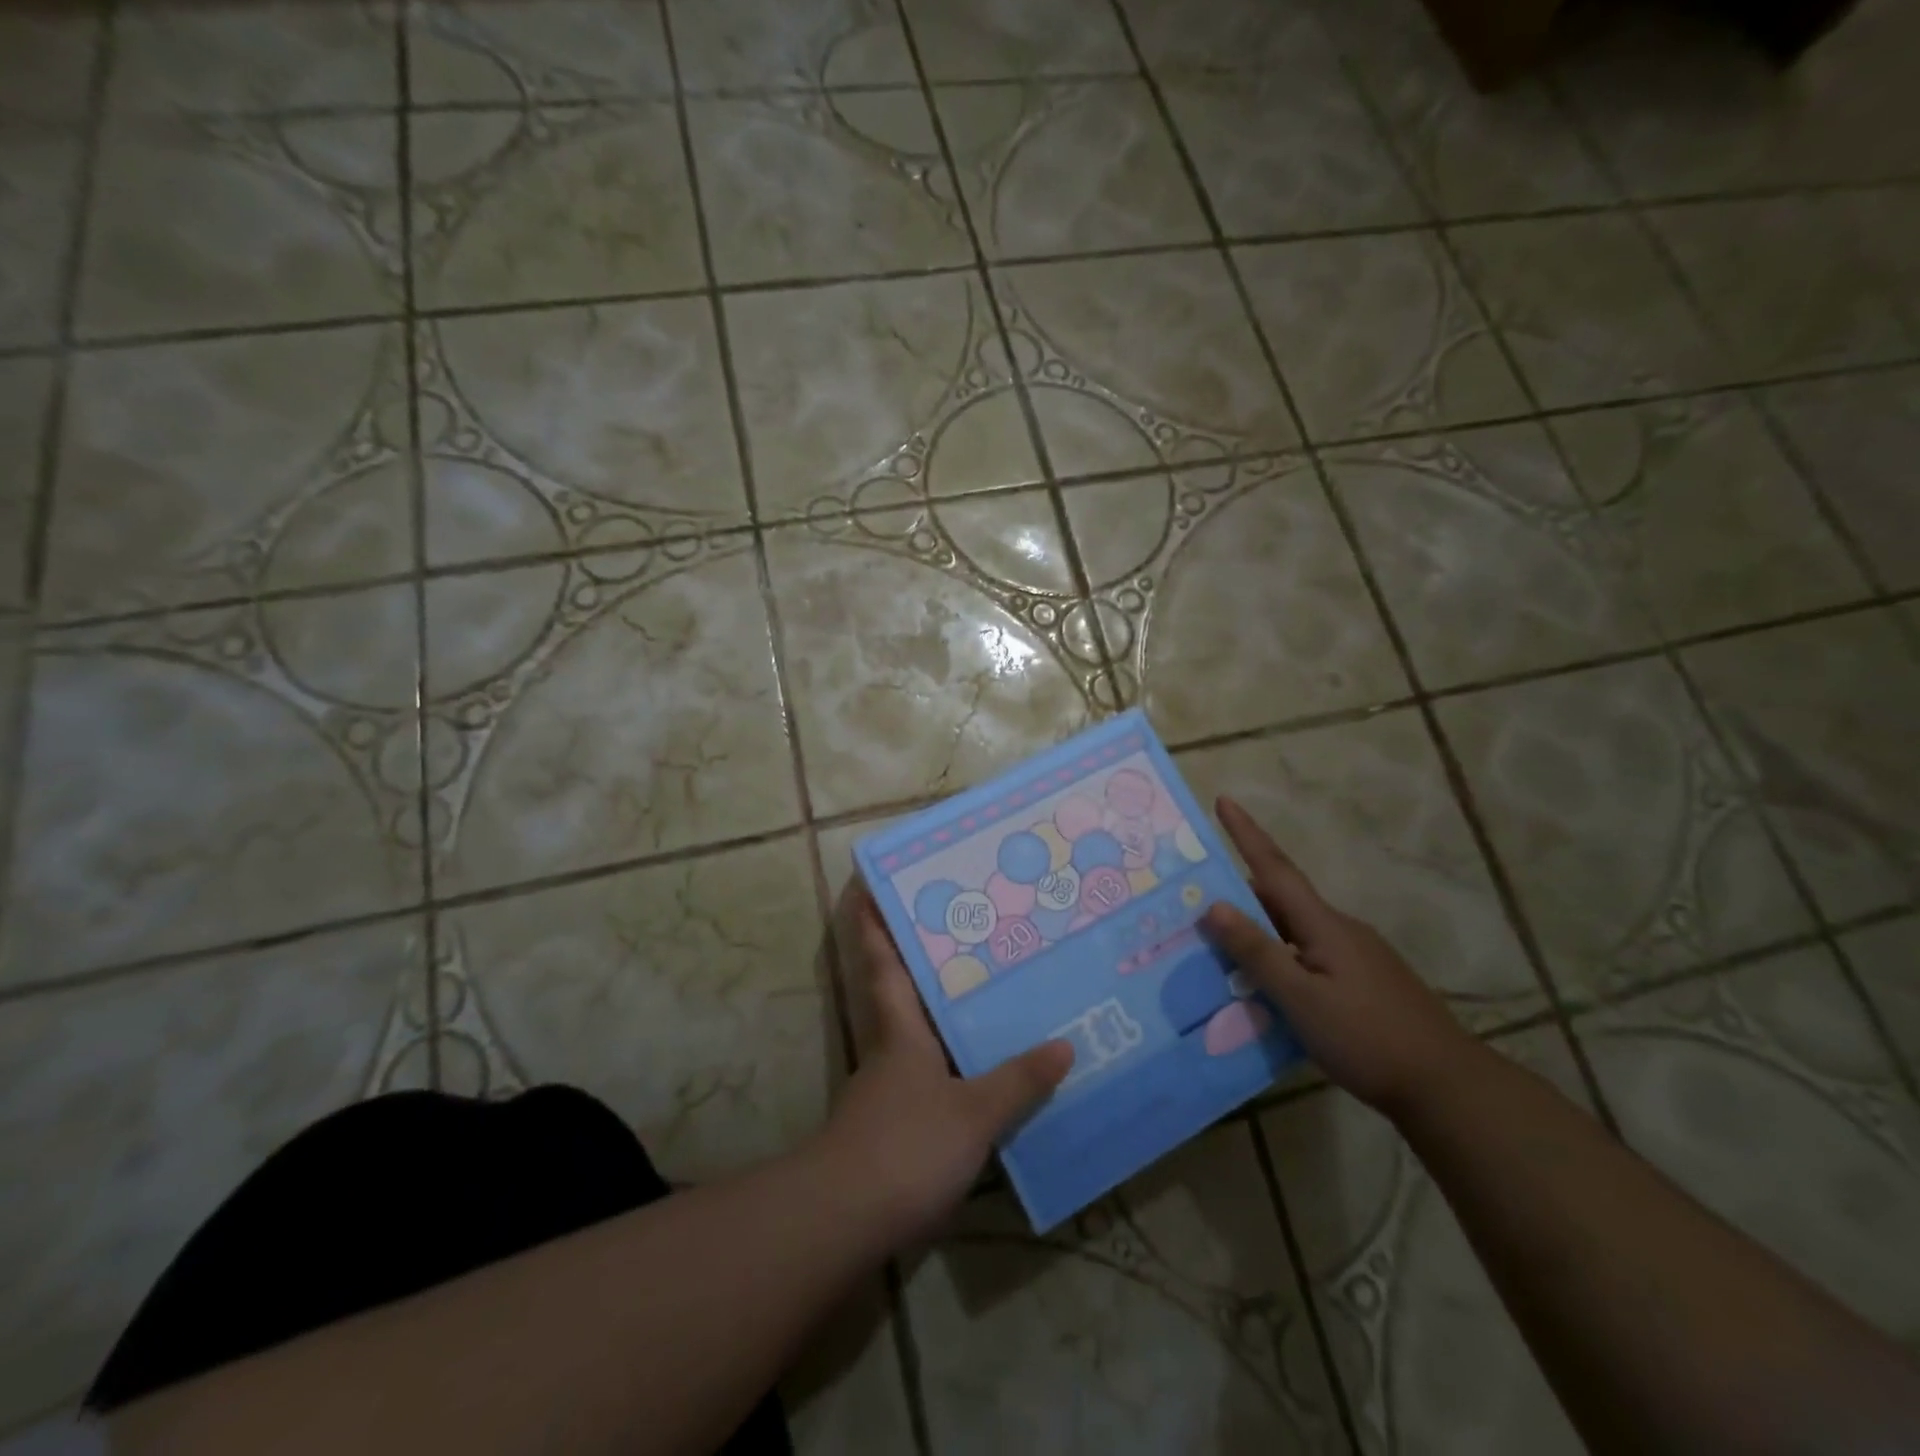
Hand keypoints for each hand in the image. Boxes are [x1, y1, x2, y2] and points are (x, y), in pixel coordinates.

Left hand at [819, 892, 1072, 1248]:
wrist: (847, 1221)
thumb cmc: (906, 1146)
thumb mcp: (973, 1113)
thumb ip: (1018, 1081)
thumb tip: (1063, 1045)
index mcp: (899, 1029)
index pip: (882, 962)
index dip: (873, 922)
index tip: (868, 884)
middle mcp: (890, 1048)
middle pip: (899, 991)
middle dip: (918, 958)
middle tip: (962, 925)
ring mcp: (888, 1088)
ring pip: (916, 1032)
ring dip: (940, 1010)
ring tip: (988, 990)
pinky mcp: (894, 1125)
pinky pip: (928, 1075)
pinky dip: (951, 1062)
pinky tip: (982, 1071)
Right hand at [1200, 796, 1474, 1116]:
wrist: (1447, 1085)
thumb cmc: (1366, 1037)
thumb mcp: (1301, 998)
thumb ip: (1257, 952)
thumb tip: (1214, 904)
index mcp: (1322, 924)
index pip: (1274, 867)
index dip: (1246, 833)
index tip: (1223, 800)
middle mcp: (1339, 929)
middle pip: (1280, 898)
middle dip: (1239, 890)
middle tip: (1195, 895)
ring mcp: (1356, 955)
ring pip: (1293, 929)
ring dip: (1257, 928)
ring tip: (1219, 945)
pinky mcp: (1363, 980)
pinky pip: (1307, 953)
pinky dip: (1279, 955)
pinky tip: (1266, 985)